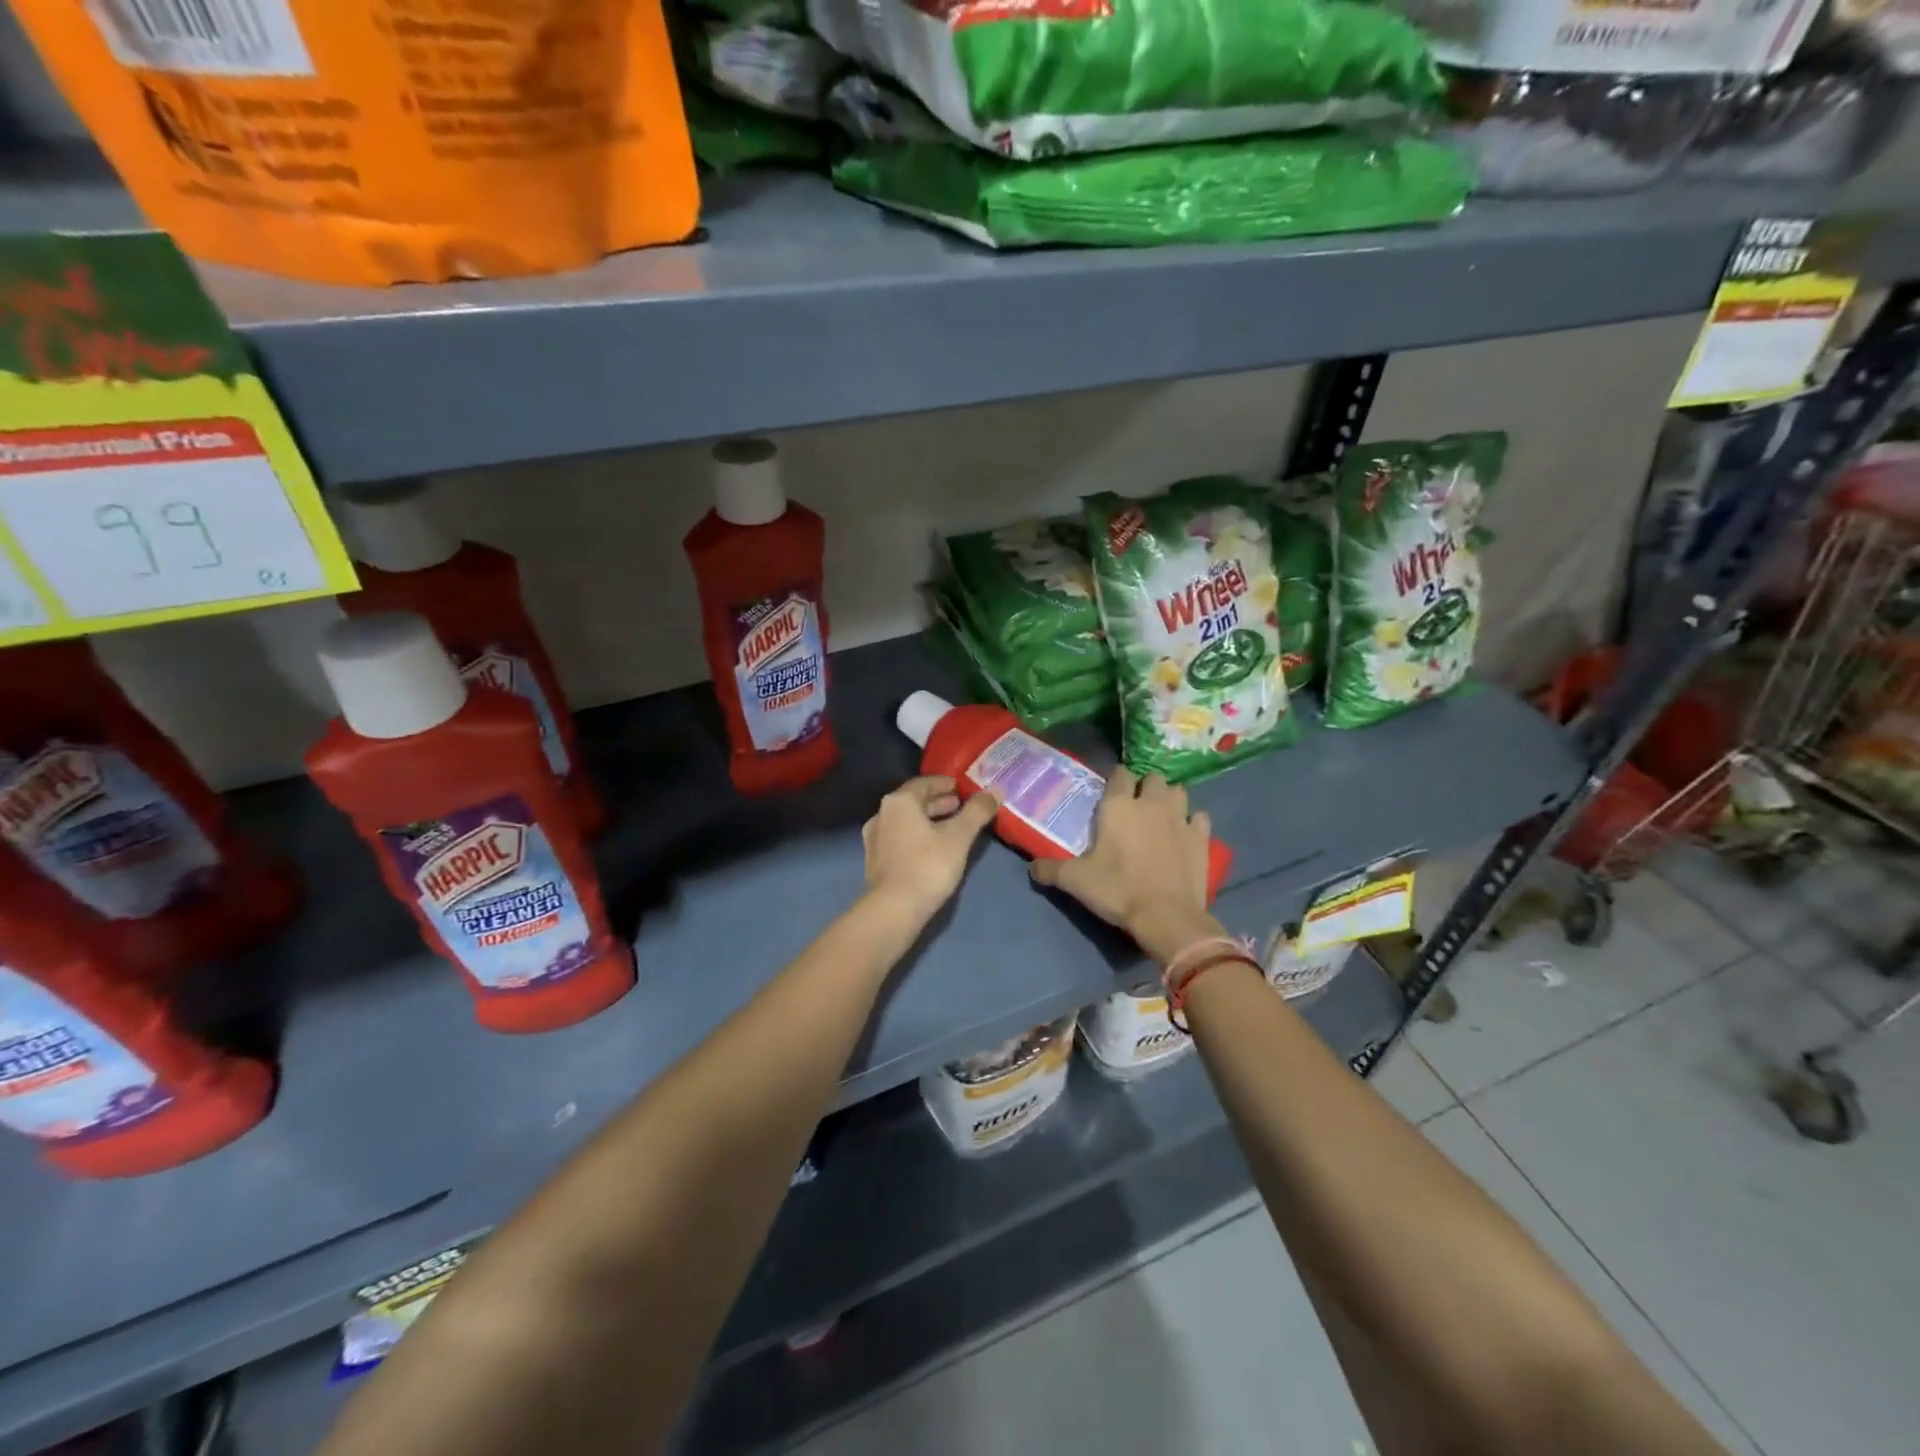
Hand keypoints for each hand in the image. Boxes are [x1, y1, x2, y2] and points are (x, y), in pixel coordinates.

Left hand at [862, 776, 1000, 923]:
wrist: (893, 910)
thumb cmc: (927, 866)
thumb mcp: (958, 837)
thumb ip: (977, 812)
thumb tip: (995, 791)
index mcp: (899, 802)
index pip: (923, 783)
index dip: (944, 784)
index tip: (961, 787)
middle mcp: (882, 814)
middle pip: (914, 802)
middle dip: (938, 802)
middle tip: (960, 806)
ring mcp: (875, 839)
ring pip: (906, 821)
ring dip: (928, 820)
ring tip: (951, 827)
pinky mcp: (875, 860)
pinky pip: (900, 838)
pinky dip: (917, 835)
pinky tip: (933, 848)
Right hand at [1031, 768, 1223, 964]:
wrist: (1166, 916)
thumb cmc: (1117, 890)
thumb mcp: (1075, 881)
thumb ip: (1051, 869)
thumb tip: (1032, 867)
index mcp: (1118, 806)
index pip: (1119, 773)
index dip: (1115, 780)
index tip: (1111, 792)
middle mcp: (1150, 803)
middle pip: (1152, 777)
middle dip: (1145, 786)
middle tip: (1136, 806)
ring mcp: (1180, 818)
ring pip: (1179, 791)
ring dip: (1170, 798)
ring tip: (1162, 815)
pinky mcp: (1201, 837)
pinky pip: (1199, 817)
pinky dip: (1193, 822)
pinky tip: (1185, 834)